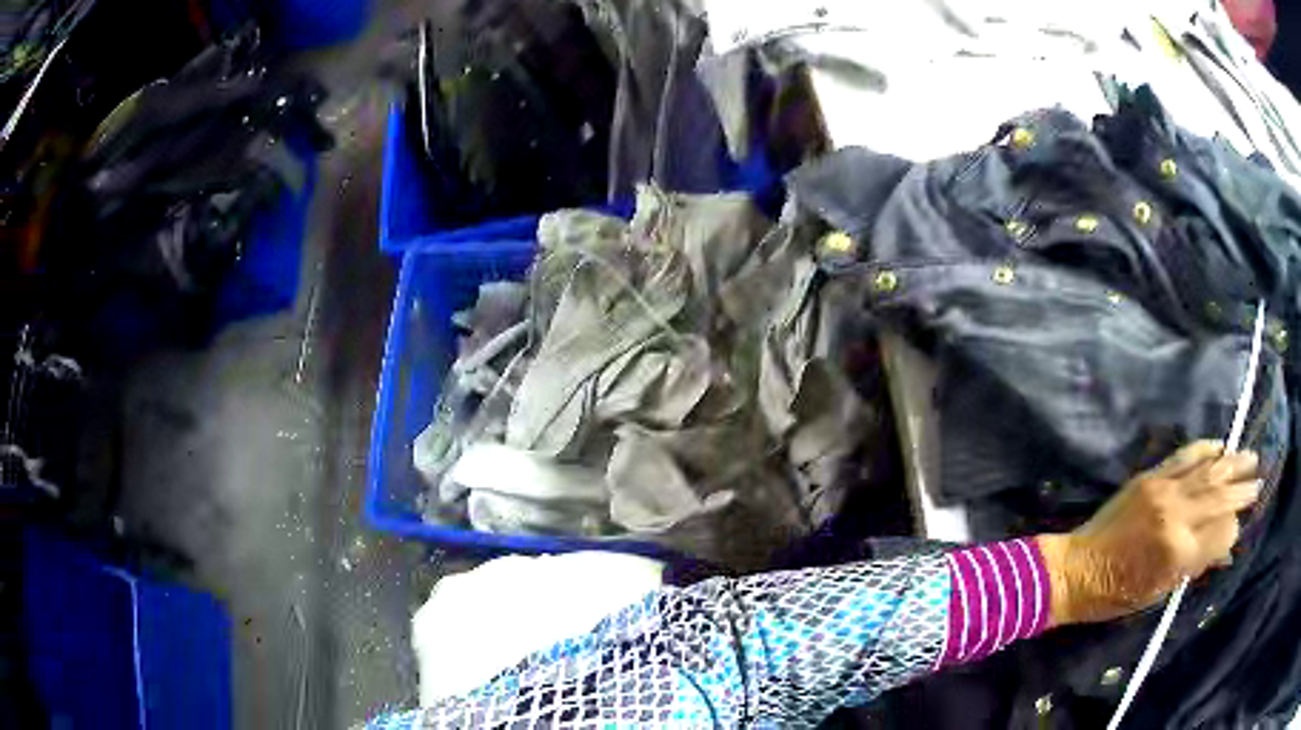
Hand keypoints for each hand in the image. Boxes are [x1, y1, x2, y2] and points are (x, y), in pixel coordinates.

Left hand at [1037, 441, 1260, 626]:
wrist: (1076, 569)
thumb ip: (1196, 565)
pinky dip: (1206, 448)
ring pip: (1209, 470)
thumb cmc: (1117, 593)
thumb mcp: (1160, 591)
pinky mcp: (1150, 476)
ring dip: (1233, 462)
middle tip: (1259, 481)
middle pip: (1221, 496)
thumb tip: (1225, 550)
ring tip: (1250, 457)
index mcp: (1179, 552)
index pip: (1222, 531)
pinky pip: (1185, 456)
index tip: (1238, 527)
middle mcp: (1177, 515)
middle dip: (1242, 489)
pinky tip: (1220, 446)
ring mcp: (1164, 490)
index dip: (1233, 529)